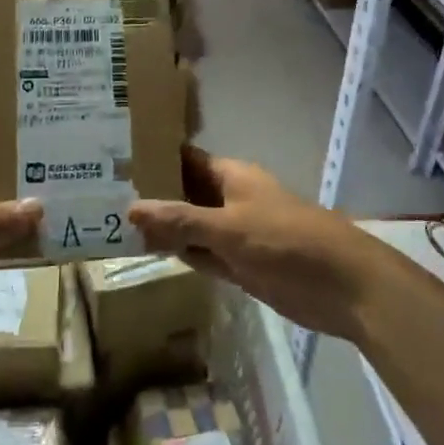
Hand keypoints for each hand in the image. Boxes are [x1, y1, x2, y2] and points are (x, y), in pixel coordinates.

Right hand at [128, 148, 390, 346]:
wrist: (344, 287)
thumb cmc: (287, 242)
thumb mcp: (229, 228)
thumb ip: (181, 221)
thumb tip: (131, 208)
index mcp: (231, 176)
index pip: (184, 159)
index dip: (153, 157)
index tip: (112, 157)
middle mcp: (229, 199)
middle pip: (184, 192)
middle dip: (151, 195)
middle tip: (99, 194)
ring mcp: (234, 234)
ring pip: (190, 226)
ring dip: (163, 227)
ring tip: (110, 221)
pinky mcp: (240, 265)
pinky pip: (202, 254)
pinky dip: (180, 253)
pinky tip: (147, 252)